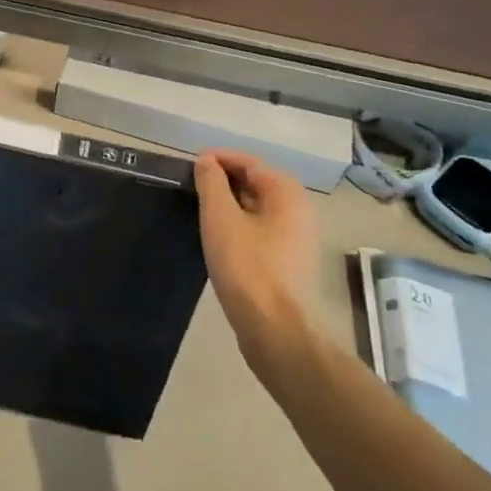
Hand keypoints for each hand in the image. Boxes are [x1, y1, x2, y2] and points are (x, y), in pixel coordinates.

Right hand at [195, 150, 321, 353]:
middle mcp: (299, 210)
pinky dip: (240, 224)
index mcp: (287, 194)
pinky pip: (262, 229)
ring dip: (231, 203)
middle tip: (193, 186)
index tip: (191, 164)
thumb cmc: (247, 267)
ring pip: (259, 208)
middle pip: (257, 182)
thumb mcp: (221, 218)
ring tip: (201, 209)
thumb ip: (212, 183)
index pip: (249, 162)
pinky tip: (219, 236)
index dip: (219, 159)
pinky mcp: (290, 261)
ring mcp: (298, 238)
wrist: (276, 331)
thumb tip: (207, 161)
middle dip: (224, 180)